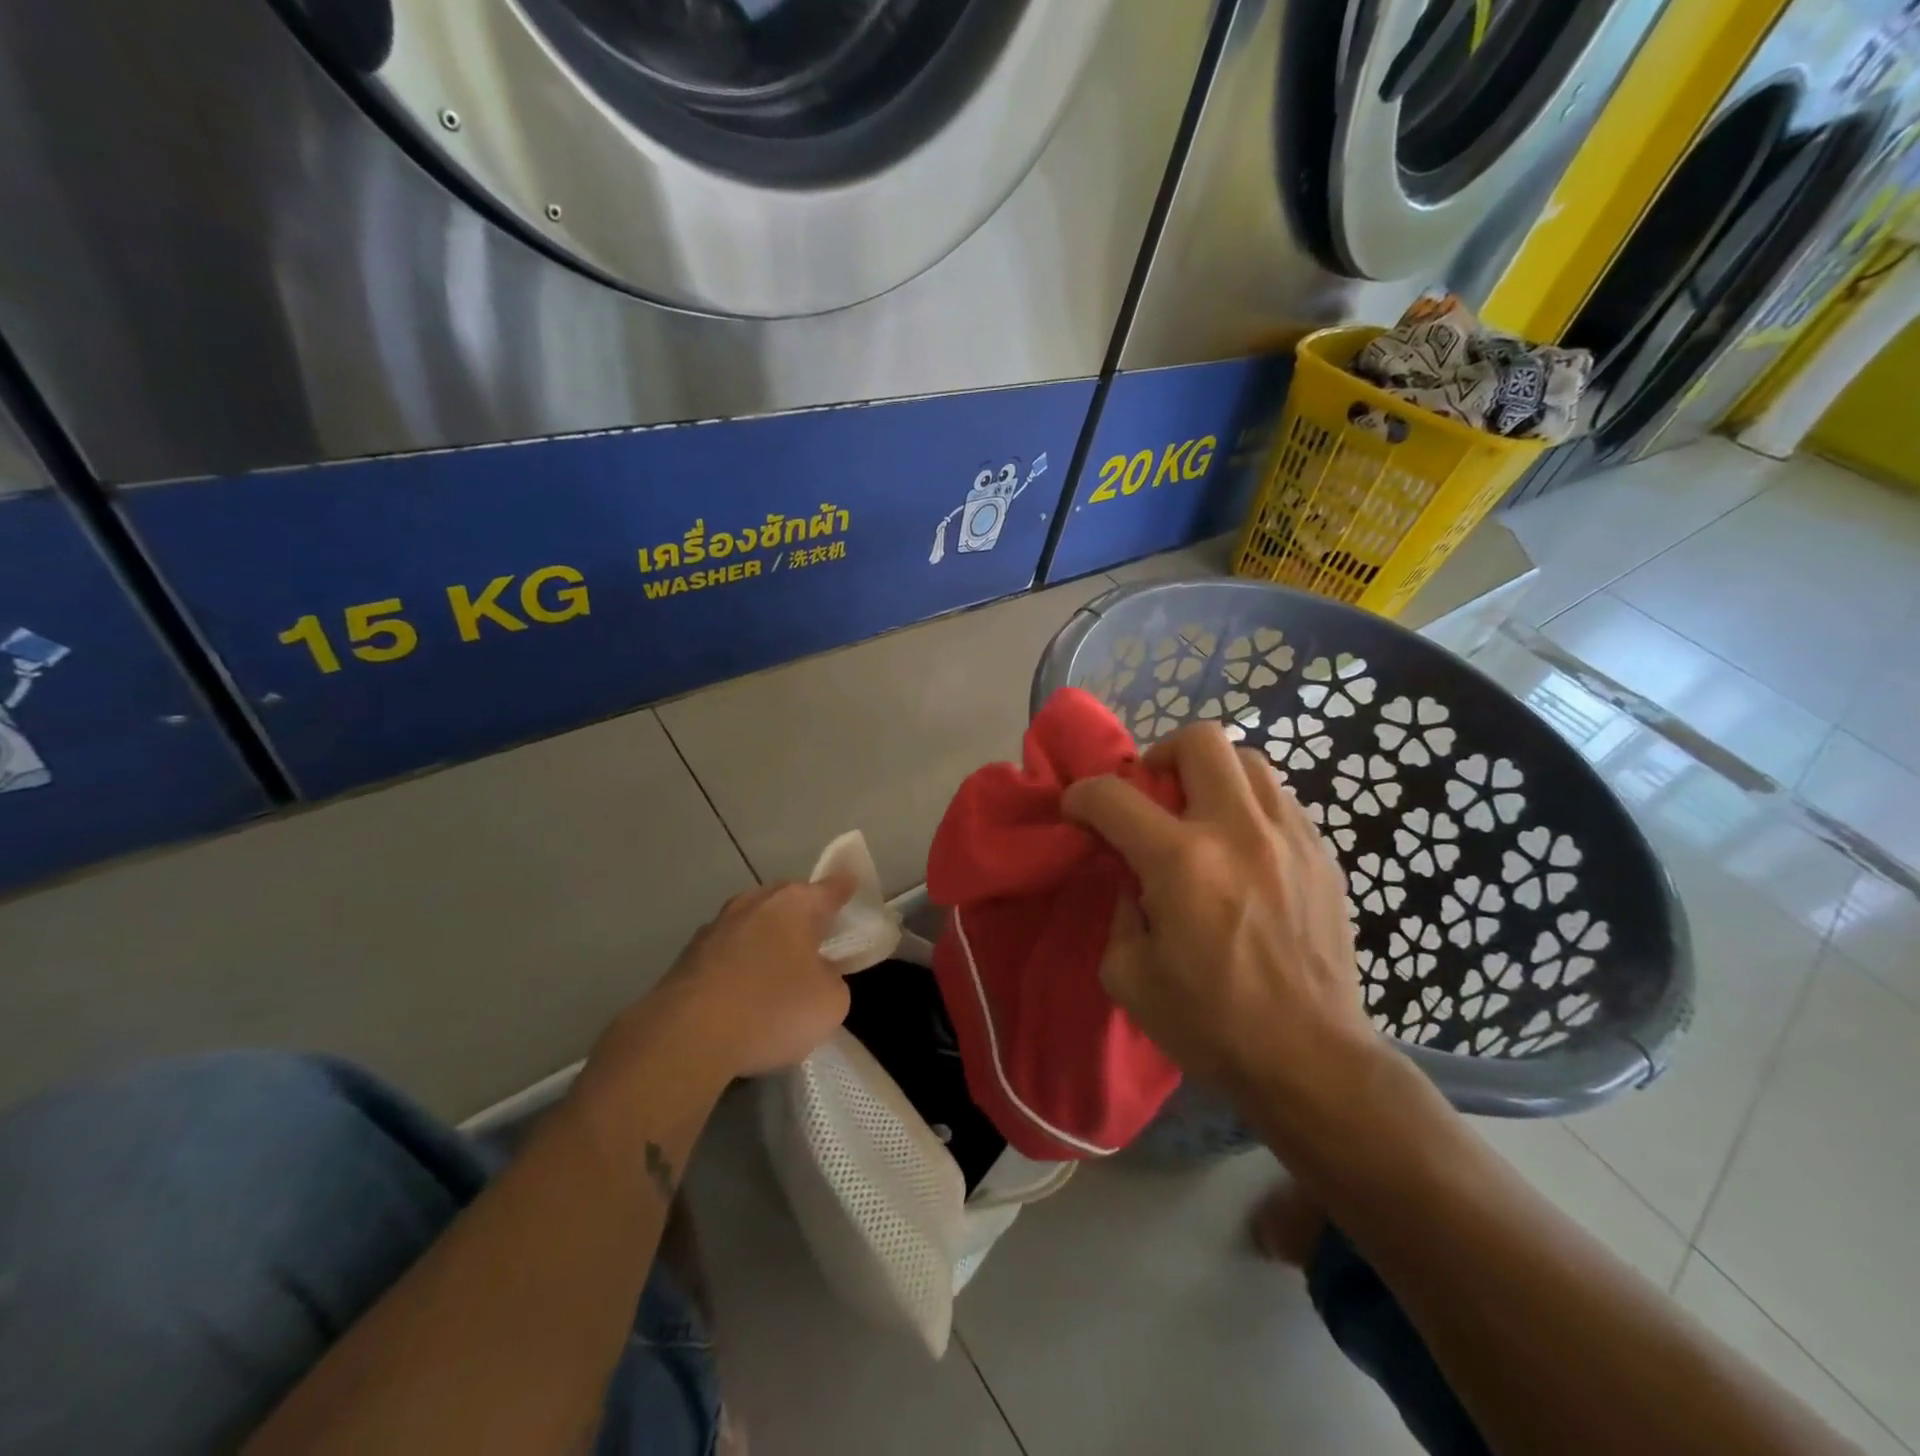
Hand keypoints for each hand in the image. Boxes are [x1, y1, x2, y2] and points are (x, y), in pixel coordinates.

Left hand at [612, 877, 857, 1081]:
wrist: (687, 1036)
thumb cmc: (773, 1009)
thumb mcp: (830, 1002)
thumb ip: (832, 979)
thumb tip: (817, 974)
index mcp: (796, 904)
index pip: (830, 888)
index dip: (844, 889)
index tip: (851, 885)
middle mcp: (756, 902)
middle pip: (788, 899)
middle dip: (802, 912)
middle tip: (817, 935)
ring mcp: (717, 925)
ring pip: (753, 921)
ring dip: (766, 937)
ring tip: (778, 965)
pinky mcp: (688, 955)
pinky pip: (727, 950)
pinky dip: (739, 963)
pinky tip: (742, 990)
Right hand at [1063, 723, 1377, 1101]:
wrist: (1312, 1060)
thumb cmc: (1212, 1025)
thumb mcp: (1129, 976)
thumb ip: (1119, 910)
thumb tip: (1133, 876)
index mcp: (1182, 862)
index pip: (1114, 796)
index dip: (1083, 795)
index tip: (1078, 810)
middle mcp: (1238, 831)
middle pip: (1200, 741)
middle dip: (1160, 755)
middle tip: (1152, 794)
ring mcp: (1290, 836)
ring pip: (1249, 760)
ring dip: (1211, 774)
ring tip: (1200, 814)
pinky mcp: (1323, 854)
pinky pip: (1280, 798)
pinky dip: (1248, 805)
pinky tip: (1242, 847)